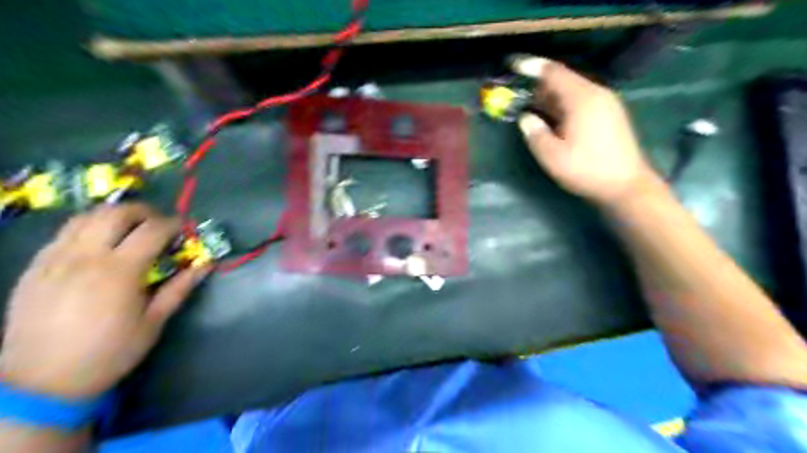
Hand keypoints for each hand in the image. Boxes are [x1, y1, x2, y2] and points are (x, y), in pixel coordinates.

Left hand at [0, 203, 210, 398]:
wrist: (41, 382)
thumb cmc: (109, 353)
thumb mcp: (154, 322)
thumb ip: (180, 288)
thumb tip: (206, 264)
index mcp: (119, 271)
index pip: (152, 230)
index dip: (173, 224)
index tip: (184, 230)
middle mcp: (85, 257)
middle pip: (116, 213)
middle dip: (144, 211)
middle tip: (158, 223)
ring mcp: (54, 259)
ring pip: (85, 217)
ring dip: (113, 215)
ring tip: (129, 229)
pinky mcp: (35, 268)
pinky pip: (63, 233)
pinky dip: (88, 228)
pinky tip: (98, 245)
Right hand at [514, 56, 657, 206]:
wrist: (625, 186)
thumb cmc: (586, 169)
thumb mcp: (552, 155)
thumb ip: (535, 133)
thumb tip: (526, 118)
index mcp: (582, 98)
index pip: (553, 72)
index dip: (531, 66)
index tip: (512, 64)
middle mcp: (596, 94)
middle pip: (563, 80)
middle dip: (538, 86)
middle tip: (517, 96)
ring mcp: (605, 104)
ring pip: (571, 91)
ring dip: (549, 97)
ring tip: (530, 108)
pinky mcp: (609, 115)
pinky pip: (580, 101)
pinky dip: (562, 105)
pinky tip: (552, 119)